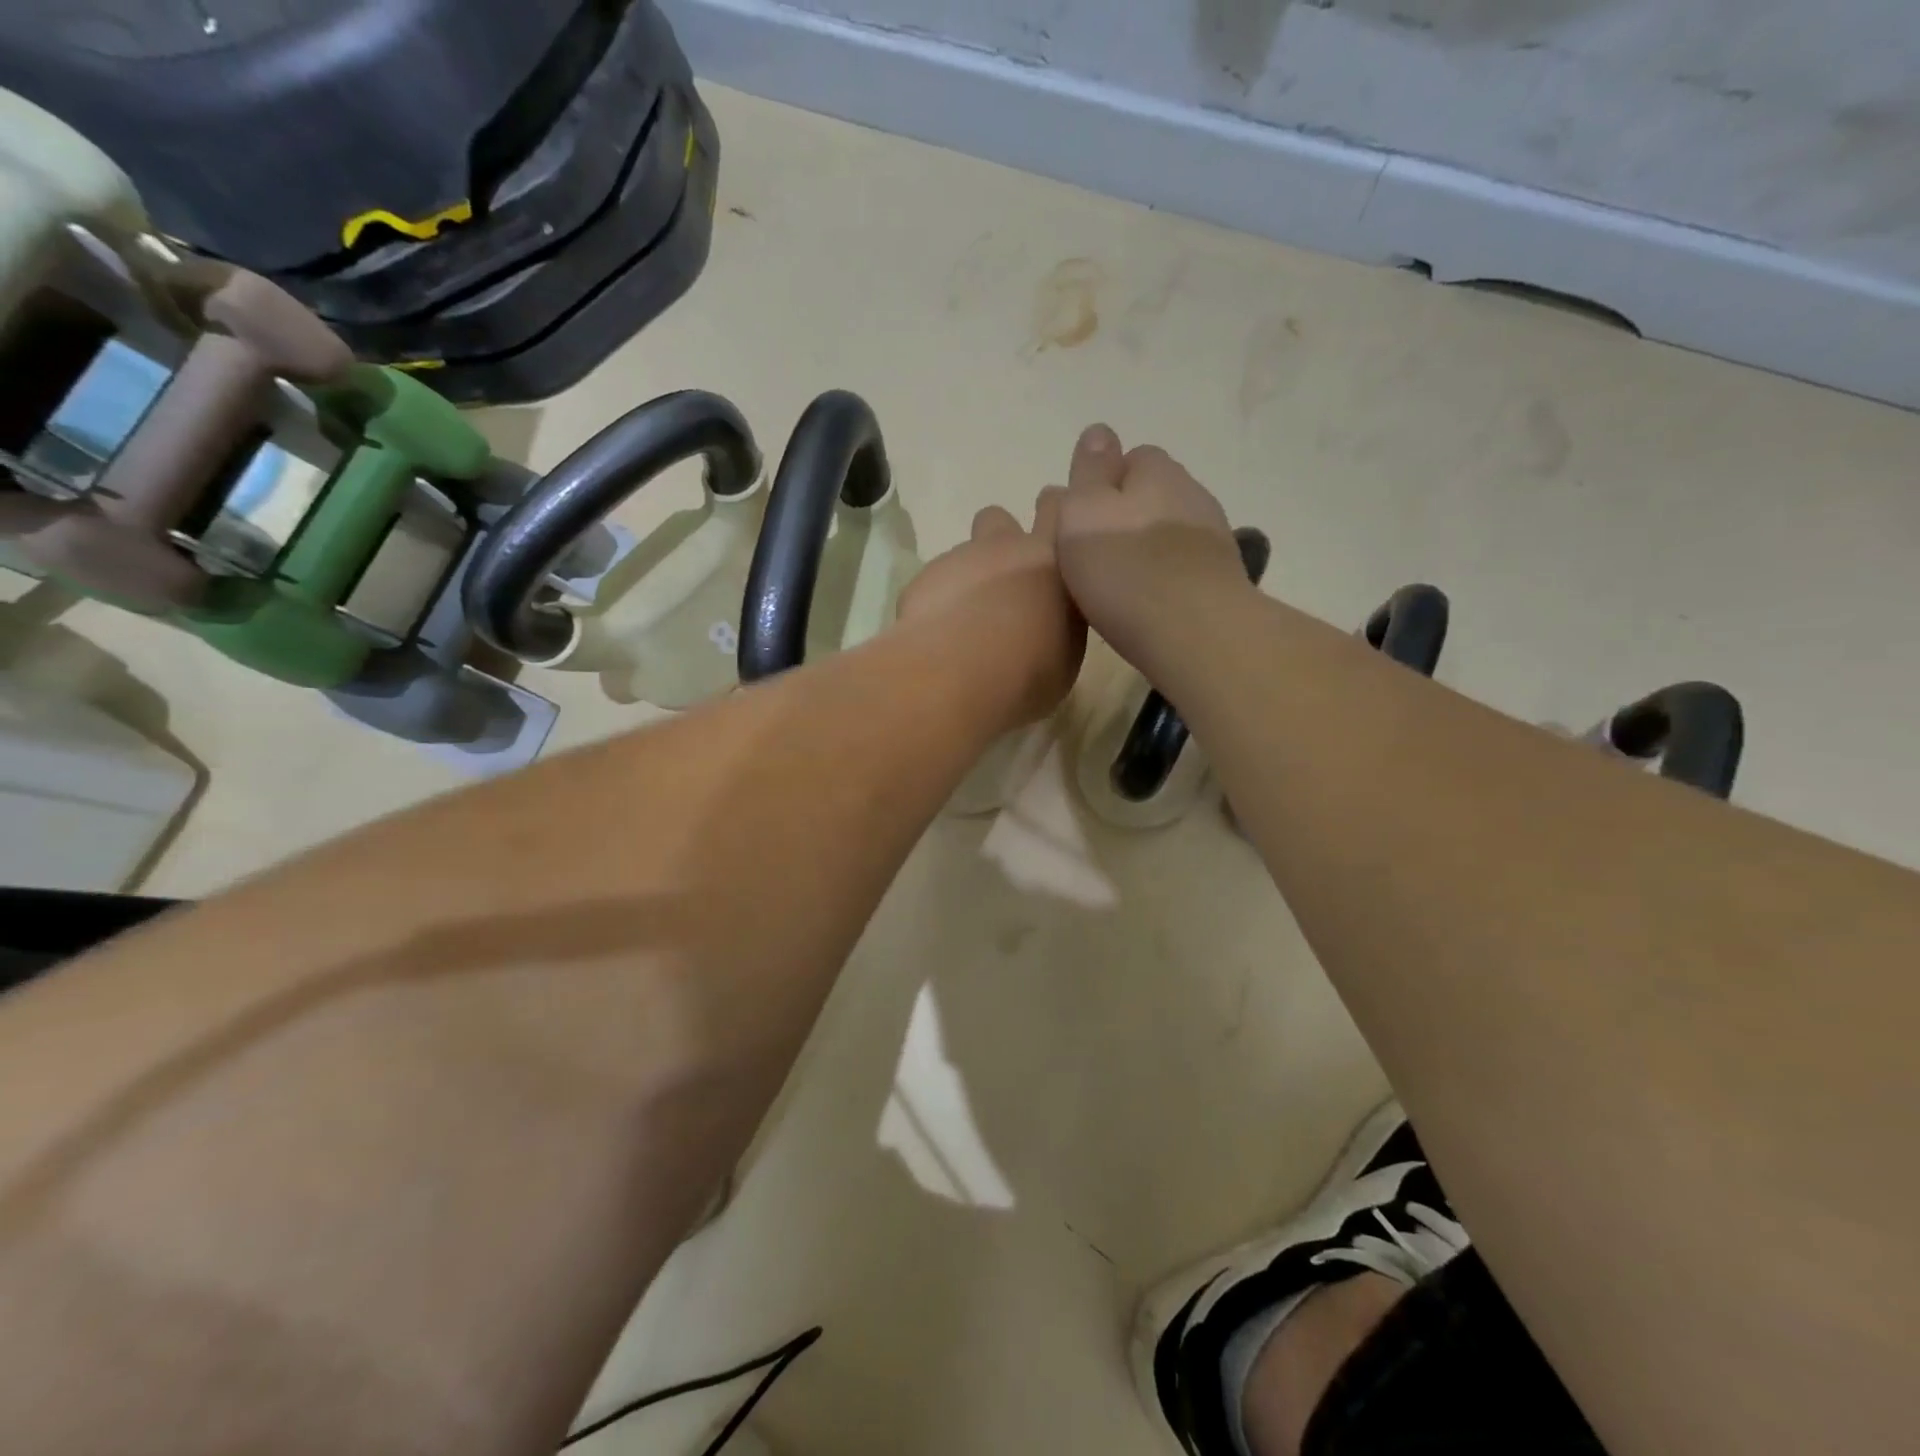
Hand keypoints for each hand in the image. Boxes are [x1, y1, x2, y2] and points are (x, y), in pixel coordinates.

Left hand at [897, 489, 1085, 726]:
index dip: (1051, 514)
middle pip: (998, 520)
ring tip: (965, 623)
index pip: (1056, 509)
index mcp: (1052, 558)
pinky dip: (937, 604)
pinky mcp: (923, 580)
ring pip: (963, 556)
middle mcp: (1005, 547)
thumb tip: (1048, 622)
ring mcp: (959, 560)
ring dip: (966, 579)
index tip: (1051, 535)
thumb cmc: (1030, 669)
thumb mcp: (1066, 652)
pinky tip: (939, 637)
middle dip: (998, 541)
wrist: (960, 673)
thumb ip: (1059, 621)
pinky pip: (933, 585)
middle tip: (1001, 581)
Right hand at [1054, 425, 1247, 667]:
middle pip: (1156, 495)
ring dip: (1151, 548)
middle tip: (1099, 553)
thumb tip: (1099, 431)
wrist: (1193, 630)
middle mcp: (1192, 494)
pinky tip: (1151, 603)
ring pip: (1173, 532)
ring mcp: (1214, 538)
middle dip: (1131, 515)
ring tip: (1123, 583)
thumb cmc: (1124, 568)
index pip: (1133, 458)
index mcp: (1157, 471)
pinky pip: (1187, 567)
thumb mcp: (1083, 512)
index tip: (1084, 518)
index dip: (1107, 483)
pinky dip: (1169, 577)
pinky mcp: (1224, 580)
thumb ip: (1089, 471)